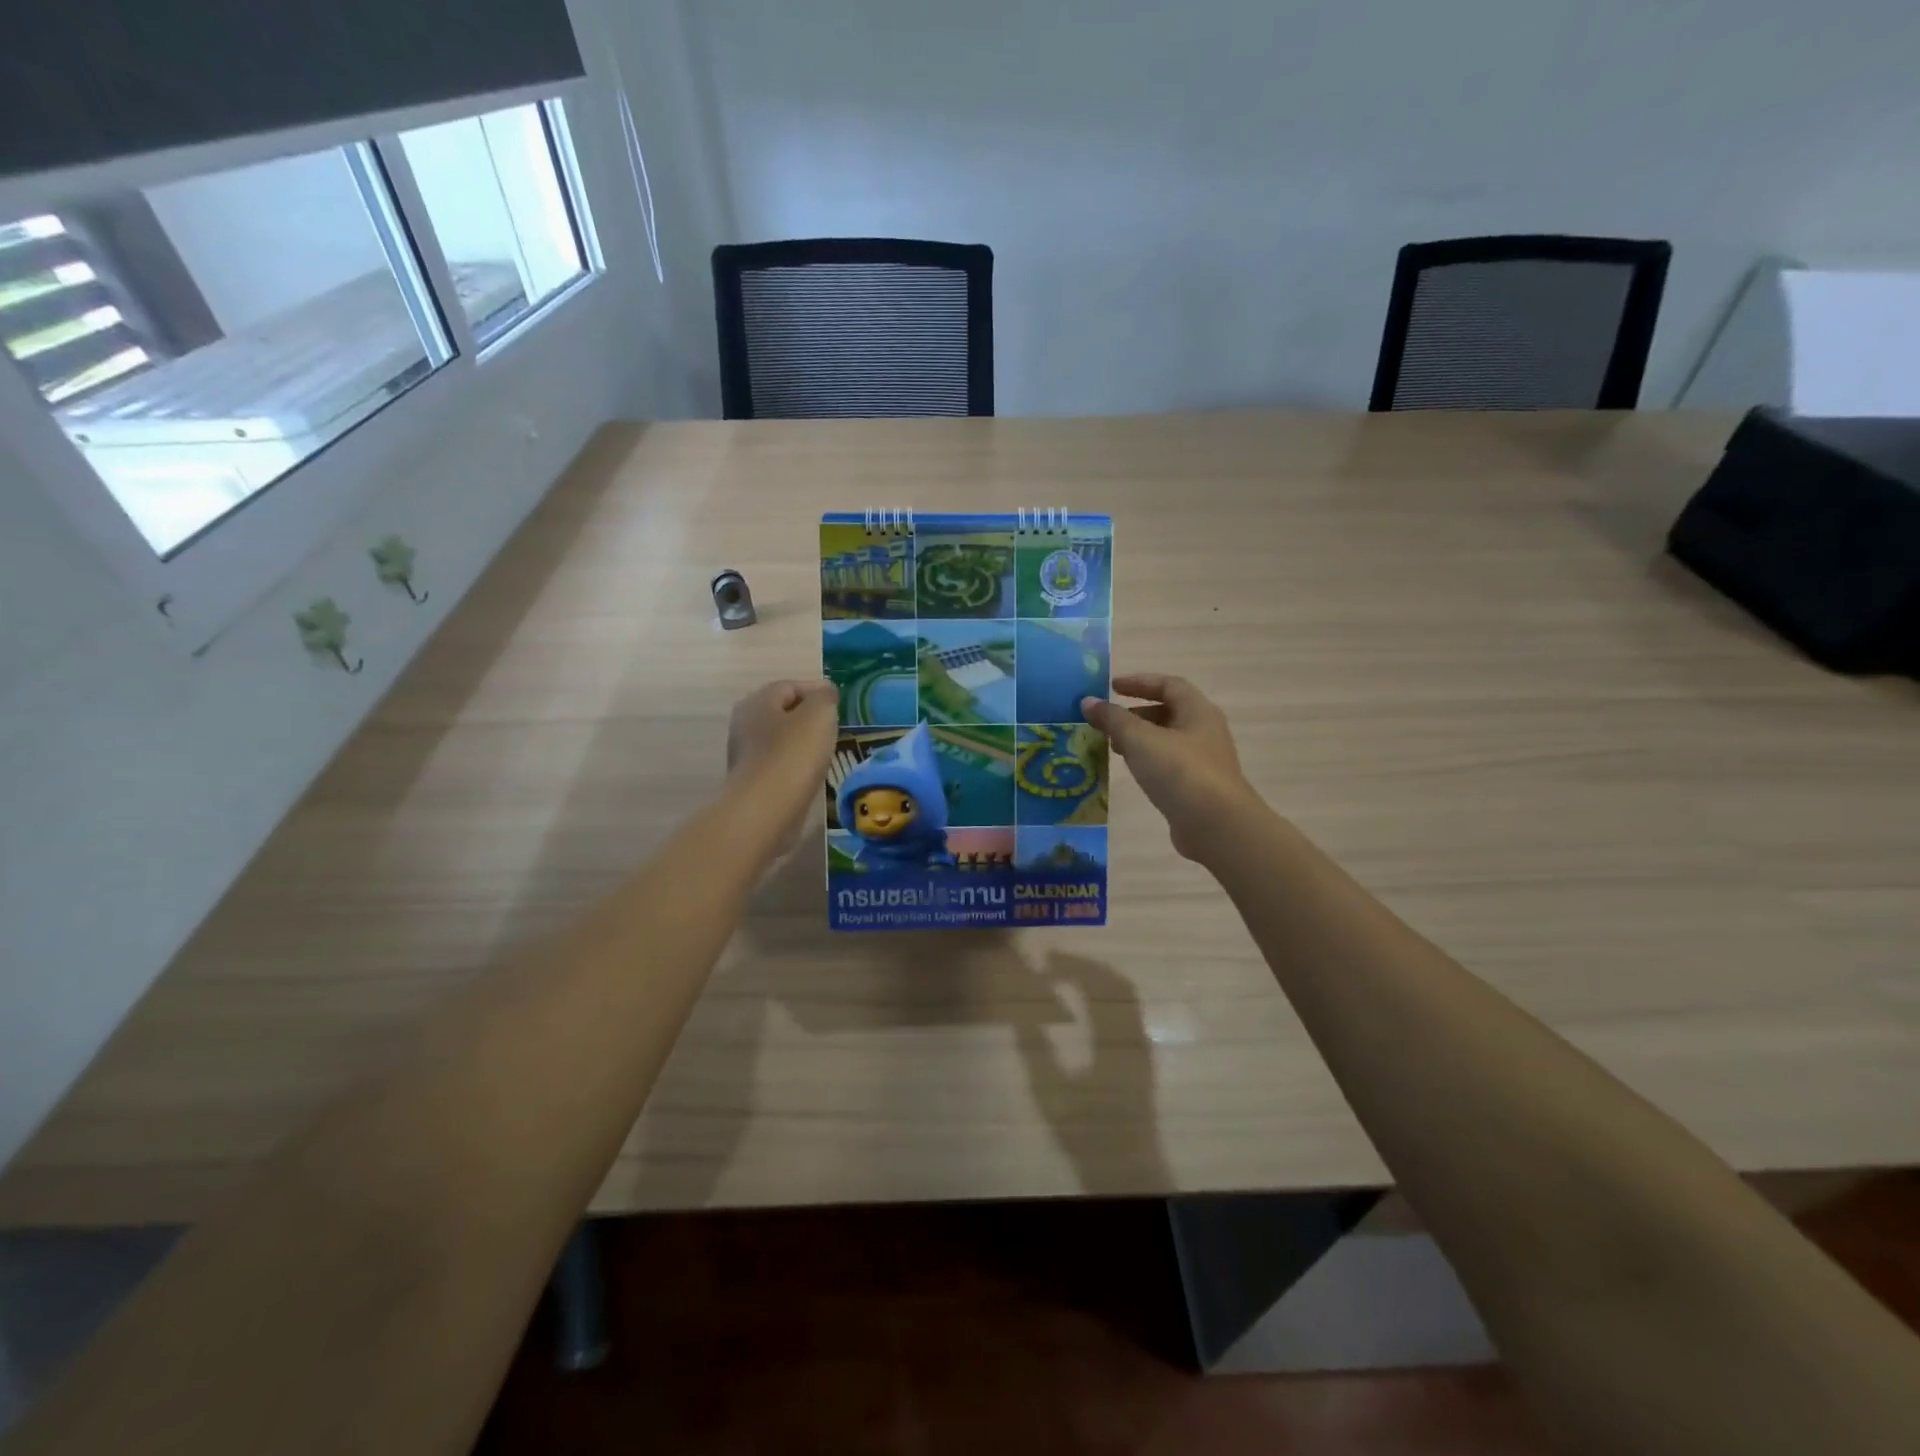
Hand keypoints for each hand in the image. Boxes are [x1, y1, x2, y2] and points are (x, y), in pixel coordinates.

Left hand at [726, 678, 839, 856]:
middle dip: (809, 717)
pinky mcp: (752, 781)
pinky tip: (811, 774)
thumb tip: (825, 692)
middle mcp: (745, 723)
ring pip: (781, 739)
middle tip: (835, 727)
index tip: (840, 705)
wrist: (766, 809)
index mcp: (758, 701)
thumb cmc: (793, 754)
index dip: (818, 691)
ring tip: (827, 752)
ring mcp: (746, 754)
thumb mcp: (819, 714)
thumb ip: (825, 697)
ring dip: (803, 743)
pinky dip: (796, 764)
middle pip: (784, 712)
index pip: (791, 686)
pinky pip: (779, 763)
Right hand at [1082, 674, 1255, 861]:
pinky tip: (1133, 772)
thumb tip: (1088, 701)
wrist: (1216, 825)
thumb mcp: (1140, 739)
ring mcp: (1205, 760)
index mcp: (1198, 711)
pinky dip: (1148, 760)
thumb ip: (1112, 719)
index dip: (1139, 682)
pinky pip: (1169, 764)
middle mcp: (1205, 730)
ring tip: (1114, 748)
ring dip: (1140, 739)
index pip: (1168, 685)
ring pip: (1168, 740)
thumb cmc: (1179, 772)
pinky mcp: (1199, 786)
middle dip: (1136, 713)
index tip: (1111, 687)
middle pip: (1169, 712)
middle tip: (1108, 722)